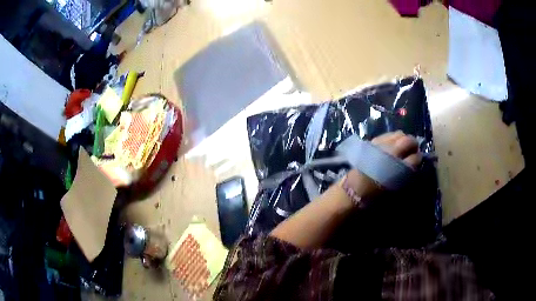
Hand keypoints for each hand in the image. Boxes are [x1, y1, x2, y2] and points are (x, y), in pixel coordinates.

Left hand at [342, 131, 421, 198]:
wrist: (353, 191)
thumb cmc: (375, 195)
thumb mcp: (395, 188)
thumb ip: (406, 175)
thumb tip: (414, 164)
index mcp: (398, 168)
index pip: (415, 157)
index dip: (418, 158)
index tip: (418, 160)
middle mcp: (391, 153)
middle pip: (408, 141)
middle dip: (414, 145)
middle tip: (413, 150)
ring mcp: (381, 145)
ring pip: (398, 134)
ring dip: (404, 139)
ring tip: (403, 146)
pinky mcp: (372, 142)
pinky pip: (387, 135)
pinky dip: (393, 137)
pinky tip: (393, 144)